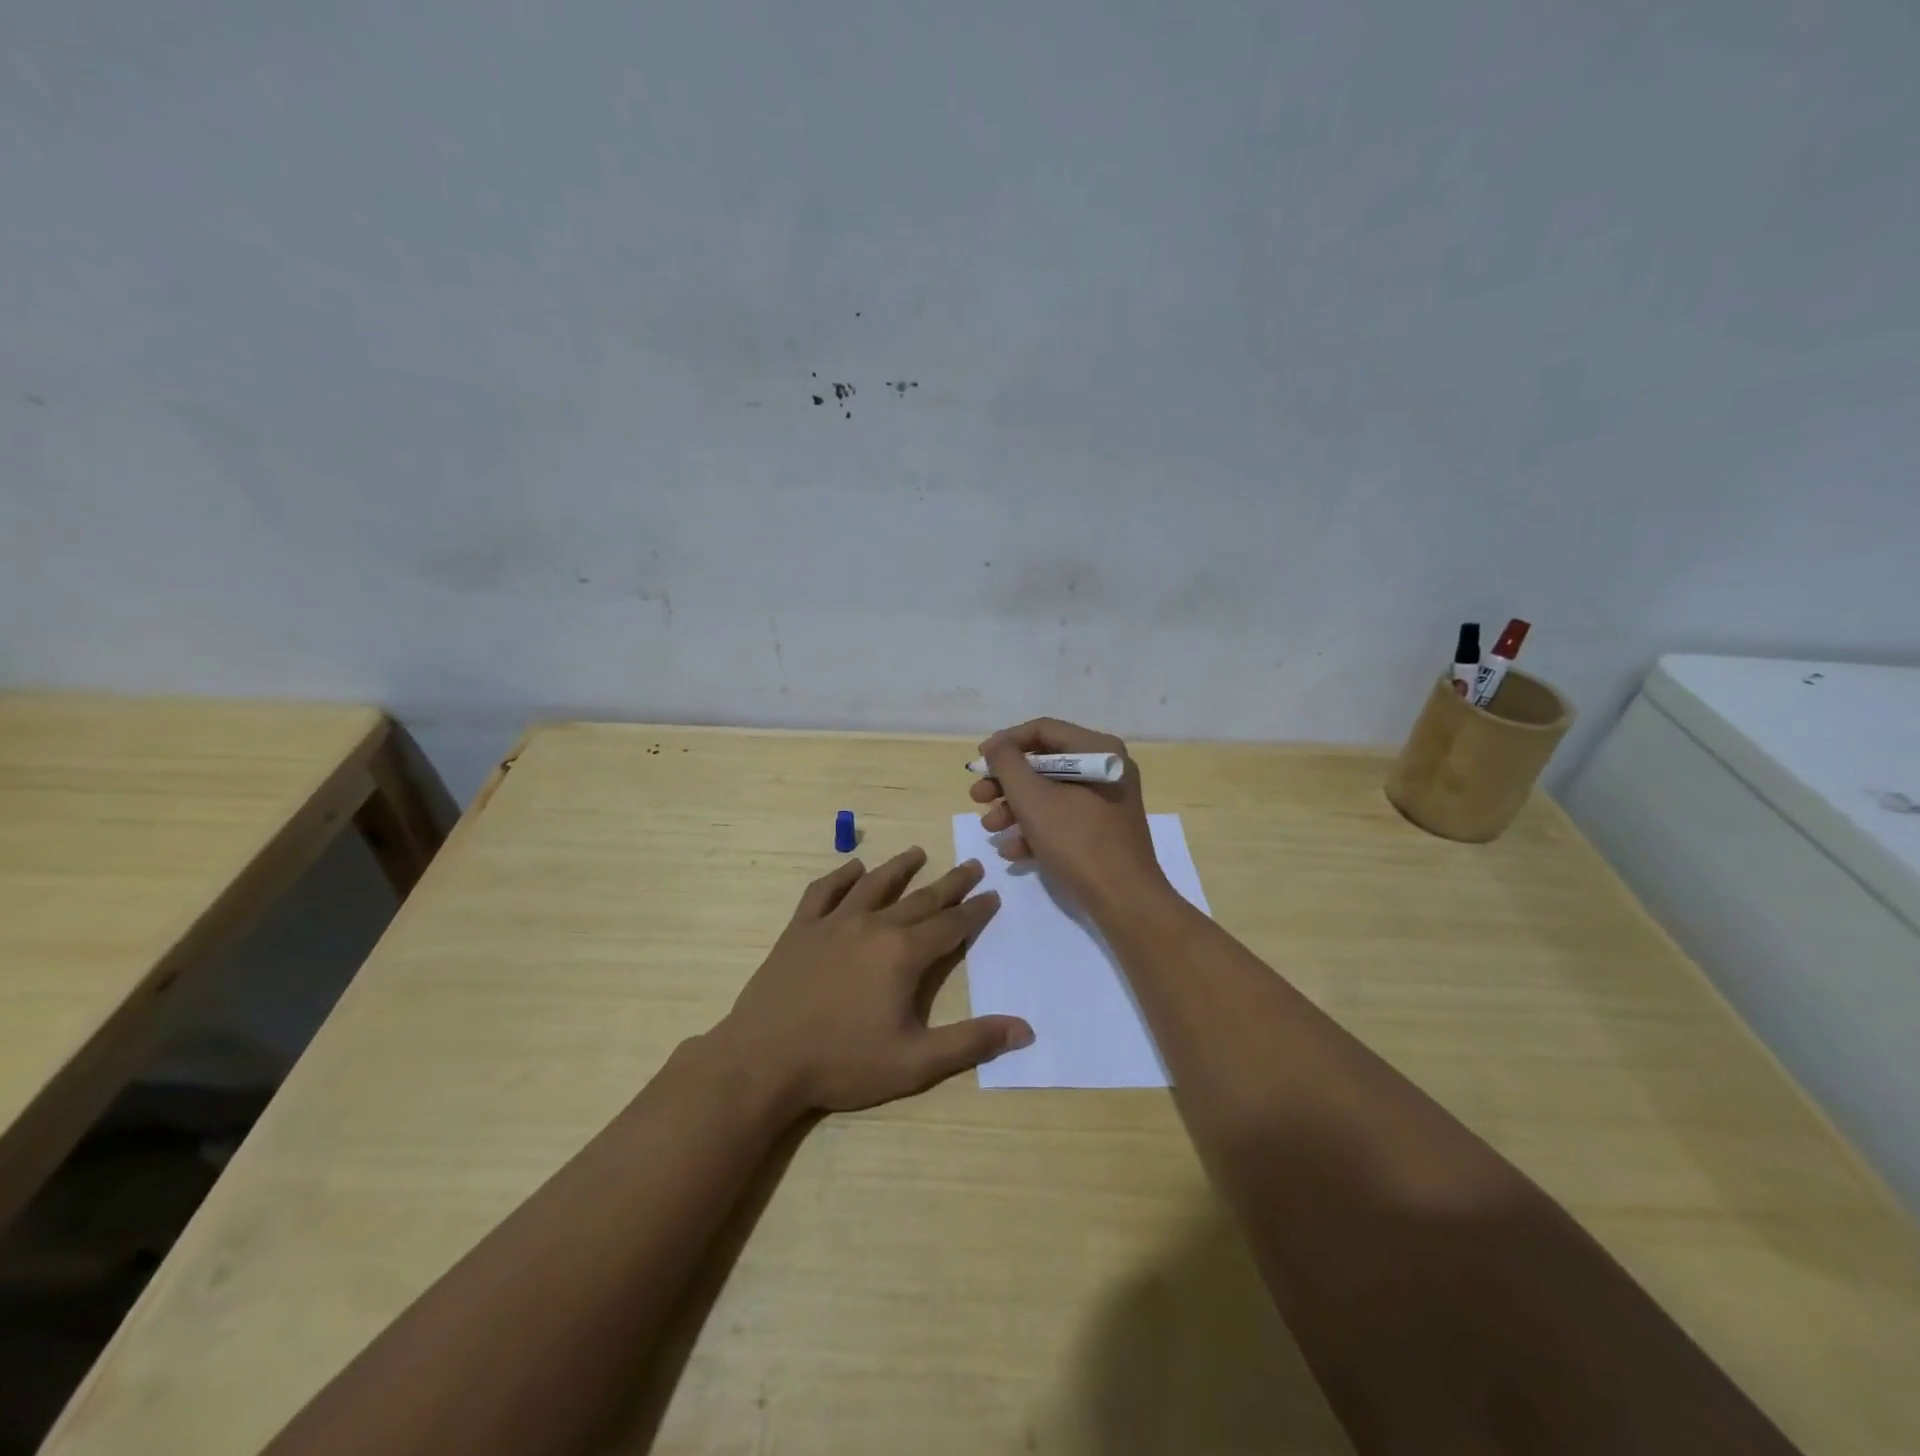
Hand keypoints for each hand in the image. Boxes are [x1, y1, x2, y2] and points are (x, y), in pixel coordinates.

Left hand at [714, 849, 1032, 1114]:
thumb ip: (971, 1043)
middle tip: (971, 864)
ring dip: (899, 868)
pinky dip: (840, 877)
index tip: (992, 894)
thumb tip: (1025, 1030)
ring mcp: (833, 923)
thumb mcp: (915, 1062)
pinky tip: (852, 868)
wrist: (763, 1061)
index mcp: (903, 954)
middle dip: (950, 883)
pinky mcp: (800, 930)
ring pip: (874, 885)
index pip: (950, 925)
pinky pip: (823, 892)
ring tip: (918, 852)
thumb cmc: (843, 1063)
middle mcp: (873, 926)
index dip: (975, 911)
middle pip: (920, 898)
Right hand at [969, 718, 1169, 915]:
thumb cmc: (1078, 841)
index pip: (1043, 730)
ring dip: (1014, 809)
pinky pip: (1062, 819)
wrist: (1124, 901)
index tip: (979, 762)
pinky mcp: (1102, 831)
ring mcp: (1106, 802)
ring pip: (1050, 794)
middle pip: (1044, 764)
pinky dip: (1035, 830)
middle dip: (1006, 782)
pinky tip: (1012, 851)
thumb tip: (996, 745)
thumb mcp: (1033, 799)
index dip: (1006, 743)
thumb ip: (1008, 765)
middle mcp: (1106, 769)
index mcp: (1098, 750)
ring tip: (990, 828)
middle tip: (977, 797)